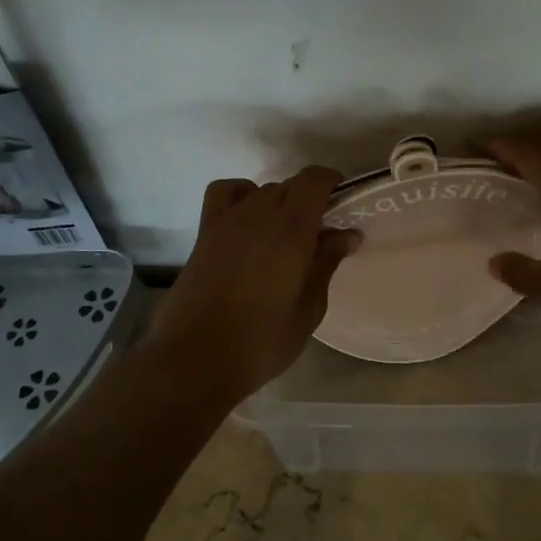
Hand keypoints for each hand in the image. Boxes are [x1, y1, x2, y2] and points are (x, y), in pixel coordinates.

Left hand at [150, 166, 358, 403]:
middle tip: (319, 234)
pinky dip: (240, 194)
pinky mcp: (205, 232)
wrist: (195, 360)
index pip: (314, 180)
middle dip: (310, 200)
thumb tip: (346, 235)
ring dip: (279, 202)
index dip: (332, 182)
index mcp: (291, 230)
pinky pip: (224, 193)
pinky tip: (247, 219)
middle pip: (290, 185)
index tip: (343, 204)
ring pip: (262, 190)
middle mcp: (259, 214)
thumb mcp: (308, 309)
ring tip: (283, 234)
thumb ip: (326, 264)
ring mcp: (228, 220)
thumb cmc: (261, 342)